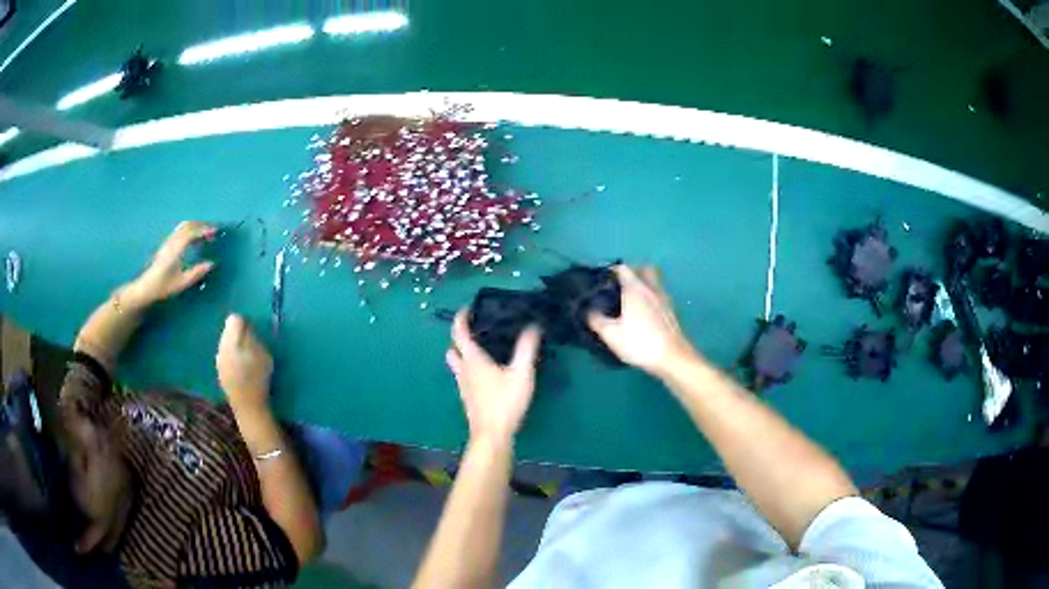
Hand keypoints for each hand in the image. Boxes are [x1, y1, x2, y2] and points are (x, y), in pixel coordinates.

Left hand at [128, 221, 216, 305]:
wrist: (146, 287)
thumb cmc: (163, 287)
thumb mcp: (181, 283)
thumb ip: (196, 273)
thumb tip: (211, 264)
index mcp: (175, 250)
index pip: (191, 233)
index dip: (204, 230)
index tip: (215, 232)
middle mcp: (171, 242)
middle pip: (188, 226)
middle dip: (201, 225)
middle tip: (213, 231)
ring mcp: (168, 242)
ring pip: (183, 227)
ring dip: (196, 227)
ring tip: (205, 234)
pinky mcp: (167, 244)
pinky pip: (180, 231)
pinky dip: (190, 230)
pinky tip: (194, 239)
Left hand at [217, 314, 273, 413]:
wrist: (248, 406)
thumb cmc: (259, 378)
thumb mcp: (264, 355)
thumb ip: (253, 338)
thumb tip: (246, 328)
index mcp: (231, 339)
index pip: (234, 319)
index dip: (245, 323)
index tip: (253, 333)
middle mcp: (221, 346)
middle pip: (227, 330)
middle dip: (238, 334)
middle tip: (250, 345)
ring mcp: (218, 359)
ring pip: (225, 343)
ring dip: (234, 345)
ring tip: (245, 357)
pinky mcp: (219, 370)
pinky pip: (224, 355)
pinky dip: (231, 357)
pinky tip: (240, 368)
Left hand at [446, 310, 541, 446]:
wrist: (492, 435)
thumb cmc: (505, 402)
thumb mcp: (521, 374)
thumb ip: (526, 349)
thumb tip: (533, 327)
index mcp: (473, 360)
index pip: (459, 333)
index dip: (461, 318)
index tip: (468, 309)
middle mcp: (463, 370)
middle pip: (454, 349)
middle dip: (460, 337)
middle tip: (476, 330)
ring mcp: (463, 386)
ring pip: (457, 364)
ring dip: (463, 354)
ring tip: (482, 350)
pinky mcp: (468, 398)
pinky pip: (464, 376)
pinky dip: (470, 369)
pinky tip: (487, 374)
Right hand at [587, 265, 695, 375]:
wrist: (673, 357)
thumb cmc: (641, 343)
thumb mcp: (611, 334)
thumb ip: (596, 320)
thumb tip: (588, 310)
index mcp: (635, 289)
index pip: (623, 268)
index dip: (610, 271)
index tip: (602, 280)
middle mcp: (651, 288)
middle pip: (644, 269)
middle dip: (632, 272)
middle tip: (620, 285)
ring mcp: (664, 298)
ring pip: (654, 281)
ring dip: (643, 284)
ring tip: (631, 299)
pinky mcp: (672, 311)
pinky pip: (659, 294)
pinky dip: (651, 297)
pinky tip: (644, 313)